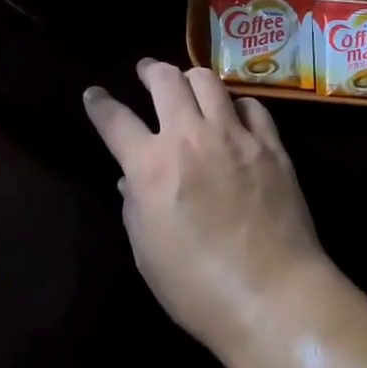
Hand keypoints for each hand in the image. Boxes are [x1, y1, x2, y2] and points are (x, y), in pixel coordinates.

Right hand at [84, 60, 330, 360]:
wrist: (274, 297)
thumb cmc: (198, 289)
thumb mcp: (147, 254)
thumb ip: (134, 207)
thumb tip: (129, 180)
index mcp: (151, 166)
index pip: (115, 120)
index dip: (99, 103)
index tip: (93, 93)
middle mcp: (189, 137)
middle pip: (165, 80)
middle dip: (150, 69)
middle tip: (146, 71)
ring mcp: (233, 135)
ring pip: (208, 80)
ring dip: (191, 78)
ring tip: (189, 84)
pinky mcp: (269, 144)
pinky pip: (251, 105)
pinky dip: (236, 105)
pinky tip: (235, 115)